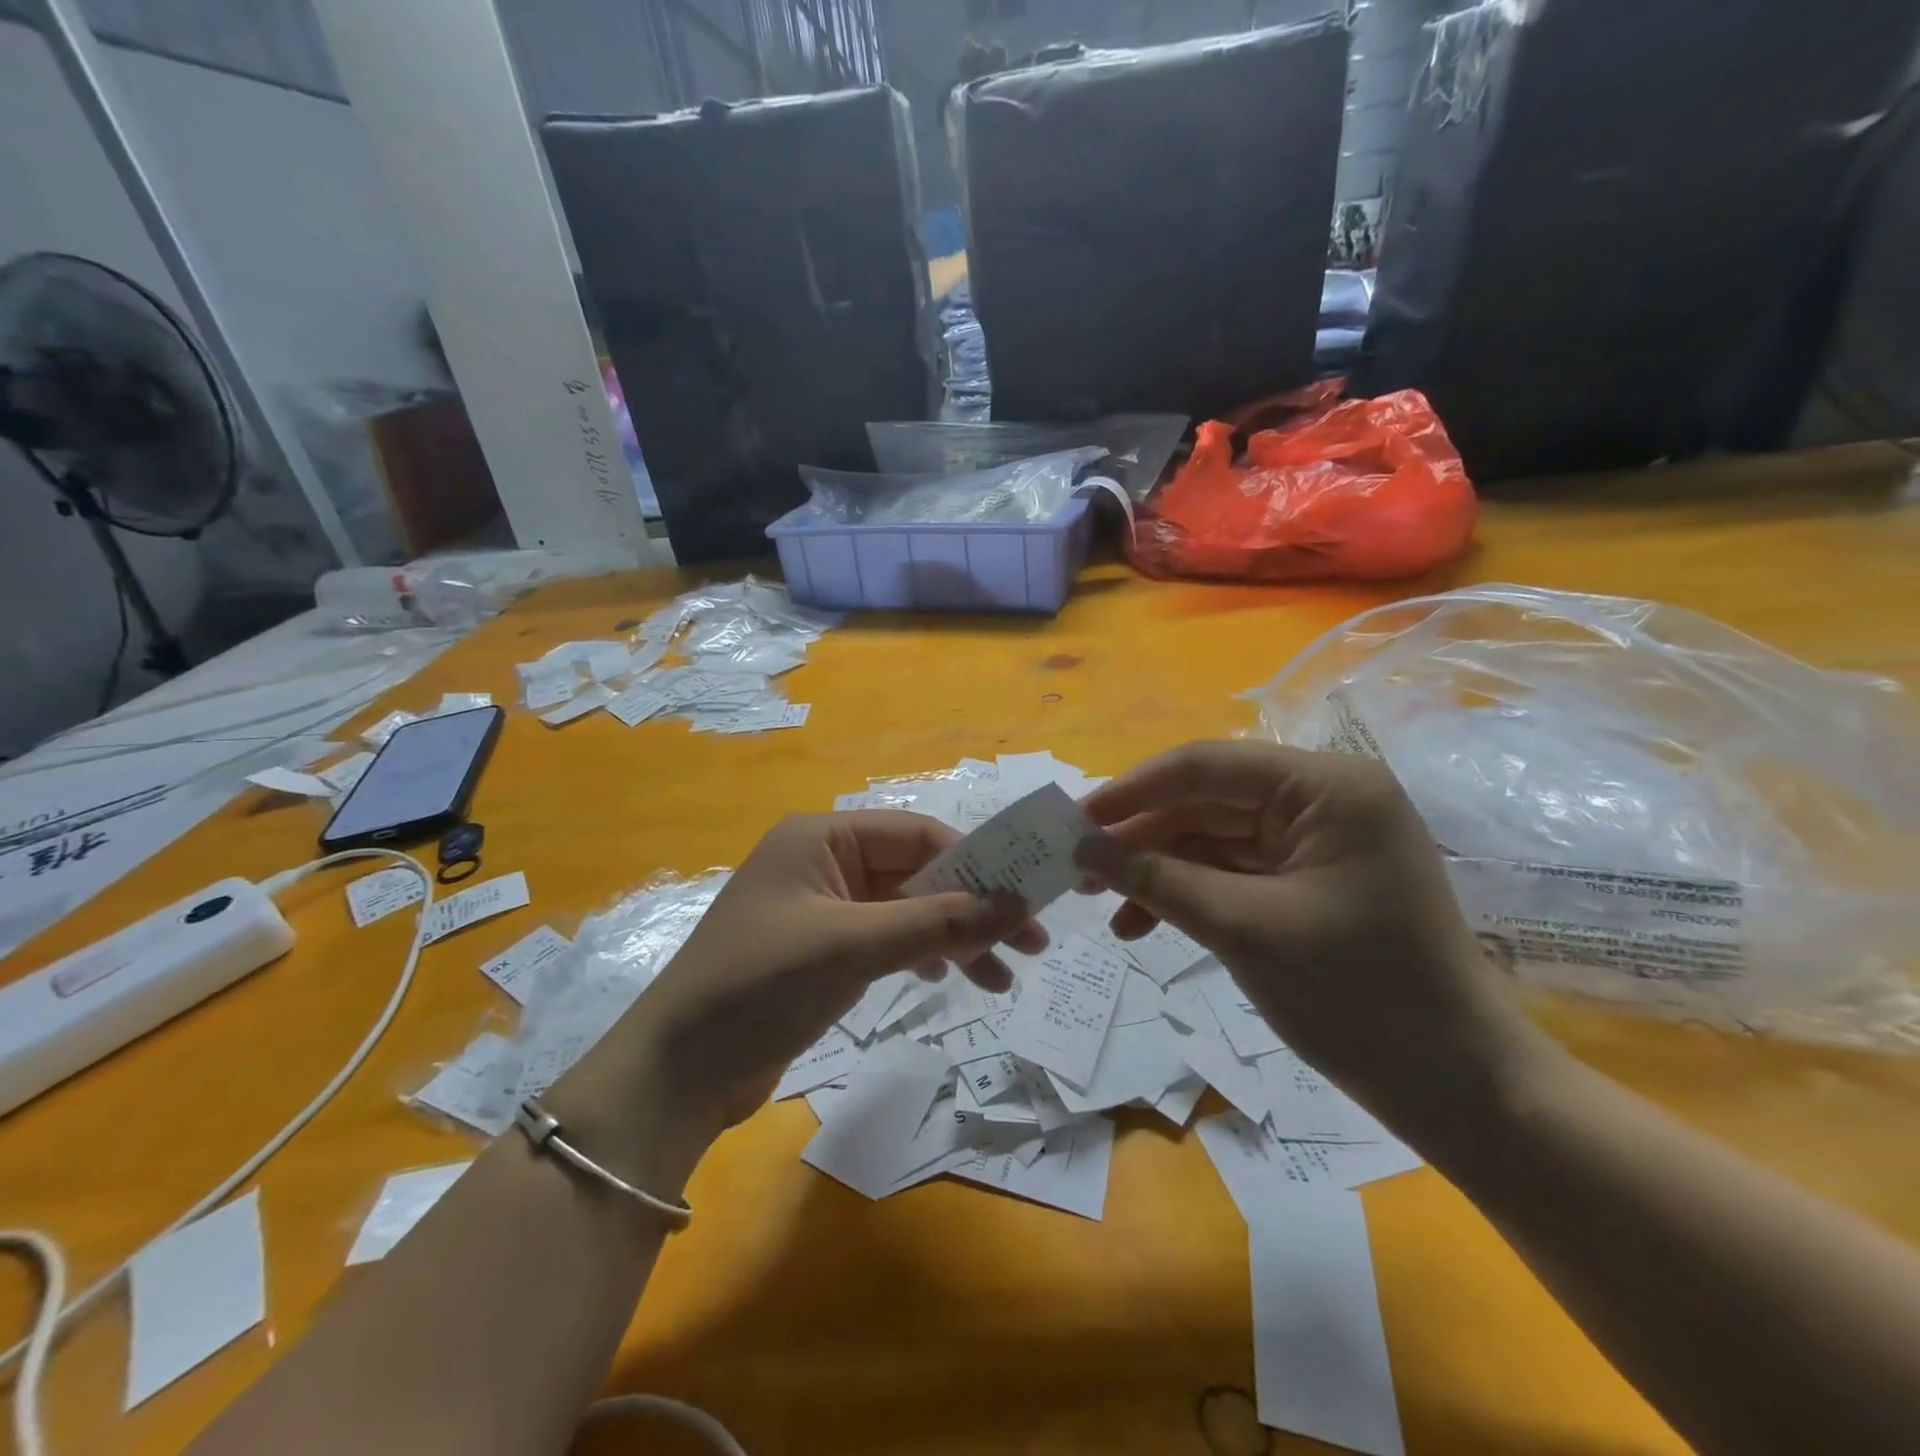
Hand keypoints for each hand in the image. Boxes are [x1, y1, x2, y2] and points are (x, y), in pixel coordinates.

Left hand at [550, 811, 1043, 1175]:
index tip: (1026, 898)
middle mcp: (825, 863)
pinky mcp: (822, 952)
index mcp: (822, 838)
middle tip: (1031, 943)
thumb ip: (936, 921)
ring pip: (907, 911)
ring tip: (1003, 977)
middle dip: (972, 907)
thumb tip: (1016, 902)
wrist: (677, 1072)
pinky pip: (887, 940)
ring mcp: (823, 909)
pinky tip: (950, 977)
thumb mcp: (852, 947)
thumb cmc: (759, 986)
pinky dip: (922, 955)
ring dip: (954, 937)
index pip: (917, 835)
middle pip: (917, 874)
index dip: (975, 864)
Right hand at [1077, 741, 1545, 1136]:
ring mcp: (1316, 842)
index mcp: (1326, 787)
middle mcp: (1322, 800)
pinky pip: (1232, 872)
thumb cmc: (1359, 998)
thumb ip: (1156, 879)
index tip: (1073, 820)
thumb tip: (1081, 848)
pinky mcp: (1308, 880)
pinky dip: (1188, 894)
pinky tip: (1142, 925)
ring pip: (1211, 839)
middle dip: (1141, 837)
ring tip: (1102, 905)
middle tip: (1077, 870)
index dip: (1133, 791)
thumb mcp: (1242, 929)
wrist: (1456, 1090)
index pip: (1207, 766)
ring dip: (1157, 870)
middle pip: (1205, 802)